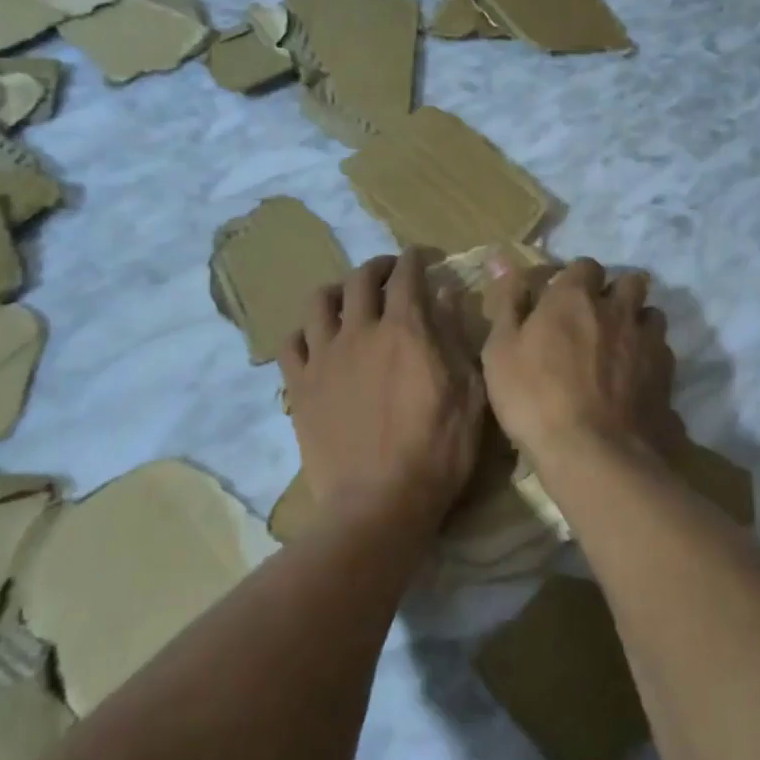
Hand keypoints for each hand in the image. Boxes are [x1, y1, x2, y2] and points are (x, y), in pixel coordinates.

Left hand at [279, 250, 486, 532]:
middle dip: (378, 267)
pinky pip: (290, 343)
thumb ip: (456, 337)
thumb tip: (445, 293)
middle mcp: (360, 332)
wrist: (379, 502)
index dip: (415, 259)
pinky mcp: (299, 387)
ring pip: (319, 302)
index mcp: (405, 330)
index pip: (407, 276)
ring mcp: (324, 358)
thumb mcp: (469, 393)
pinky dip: (303, 332)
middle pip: (361, 279)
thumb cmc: (438, 450)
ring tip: (347, 299)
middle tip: (390, 272)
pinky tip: (315, 340)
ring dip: (336, 290)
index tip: (421, 257)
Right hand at [480, 256, 677, 467]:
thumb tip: (501, 255)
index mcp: (575, 298)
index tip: (563, 300)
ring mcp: (649, 343)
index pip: (585, 266)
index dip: (576, 280)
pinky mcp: (668, 377)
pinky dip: (651, 360)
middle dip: (617, 293)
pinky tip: (636, 382)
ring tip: (622, 347)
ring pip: (653, 316)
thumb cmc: (535, 398)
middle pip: (631, 282)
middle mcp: (618, 310)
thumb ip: (506, 301)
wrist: (594, 454)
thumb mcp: (500, 350)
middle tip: (598, 318)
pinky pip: (664, 354)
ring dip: (638, 323)